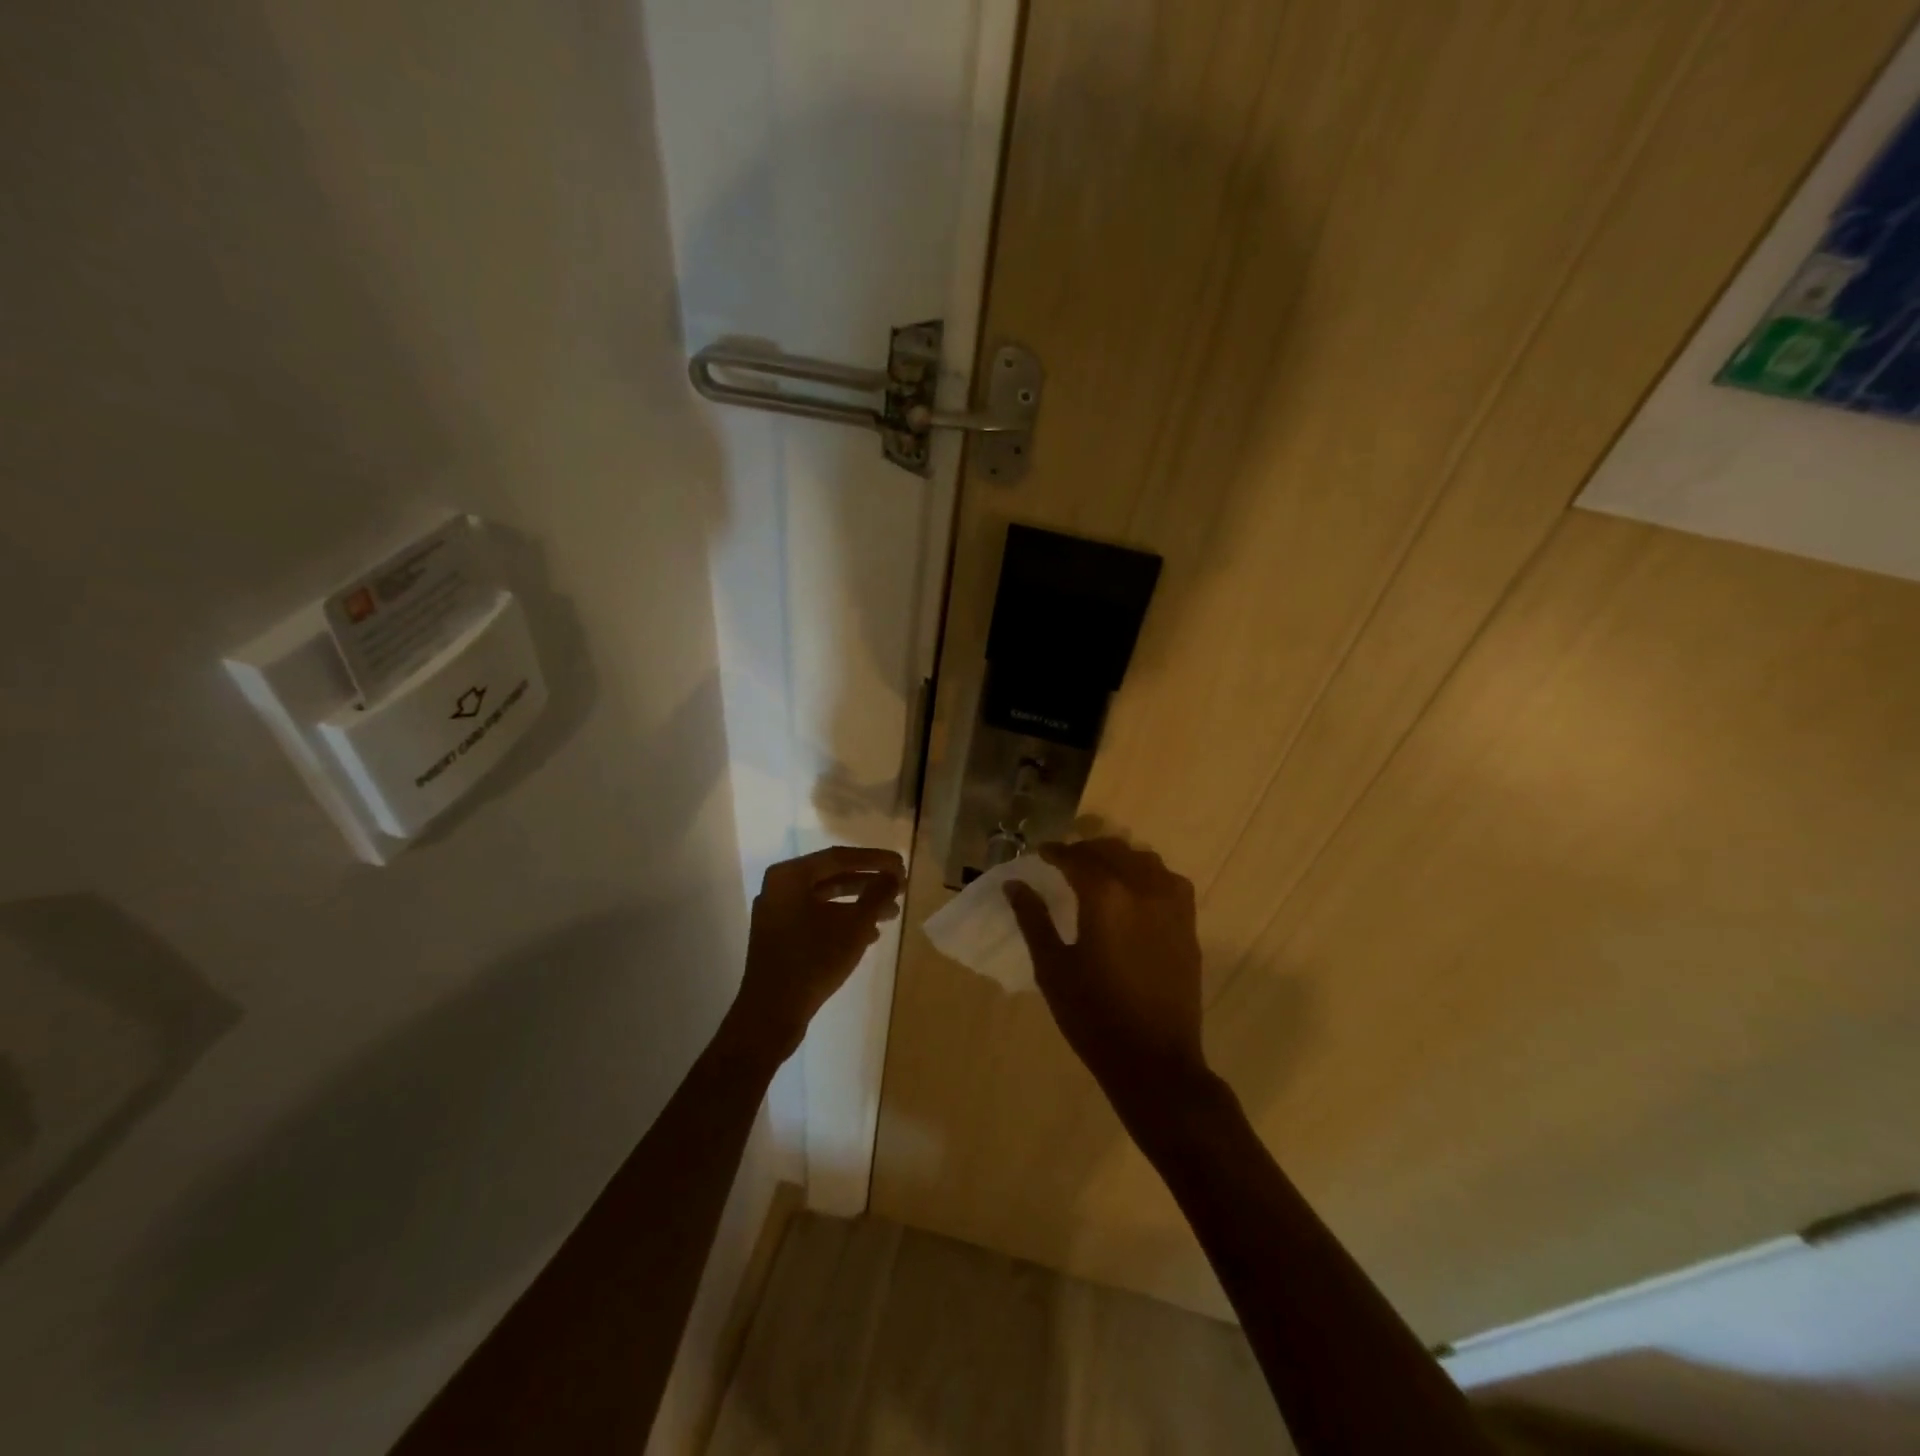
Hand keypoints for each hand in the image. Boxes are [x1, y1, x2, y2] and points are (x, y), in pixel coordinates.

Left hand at [730, 846, 904, 1060]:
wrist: (771, 1014)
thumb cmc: (813, 961)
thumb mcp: (854, 926)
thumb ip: (877, 894)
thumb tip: (894, 874)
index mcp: (789, 876)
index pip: (839, 857)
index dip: (875, 860)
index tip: (902, 865)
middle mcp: (779, 888)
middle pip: (832, 876)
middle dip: (869, 883)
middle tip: (900, 887)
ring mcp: (777, 914)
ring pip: (826, 899)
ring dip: (859, 904)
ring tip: (891, 914)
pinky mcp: (779, 937)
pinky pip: (816, 918)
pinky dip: (843, 921)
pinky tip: (869, 935)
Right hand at [1005, 839, 1209, 1108]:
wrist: (1154, 1059)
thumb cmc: (1093, 1015)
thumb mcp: (1052, 967)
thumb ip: (1033, 919)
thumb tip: (1014, 884)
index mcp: (1106, 896)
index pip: (1076, 858)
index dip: (1055, 852)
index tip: (1040, 853)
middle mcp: (1142, 887)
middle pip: (1111, 851)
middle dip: (1085, 851)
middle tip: (1064, 862)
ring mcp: (1172, 904)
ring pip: (1143, 859)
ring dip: (1117, 858)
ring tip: (1098, 873)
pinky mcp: (1188, 923)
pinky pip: (1167, 879)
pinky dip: (1145, 874)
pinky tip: (1133, 892)